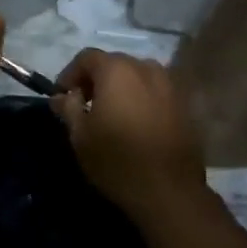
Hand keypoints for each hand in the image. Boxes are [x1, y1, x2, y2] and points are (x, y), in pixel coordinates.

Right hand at [53, 50, 208, 219]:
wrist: (169, 190)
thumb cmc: (116, 160)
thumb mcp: (80, 135)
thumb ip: (68, 107)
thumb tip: (61, 95)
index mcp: (117, 71)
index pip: (87, 57)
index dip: (70, 74)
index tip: (62, 97)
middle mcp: (146, 68)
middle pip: (114, 63)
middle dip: (96, 80)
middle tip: (84, 105)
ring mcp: (169, 85)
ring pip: (137, 76)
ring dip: (121, 88)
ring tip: (111, 114)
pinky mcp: (185, 104)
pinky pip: (155, 91)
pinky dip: (141, 99)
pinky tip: (136, 123)